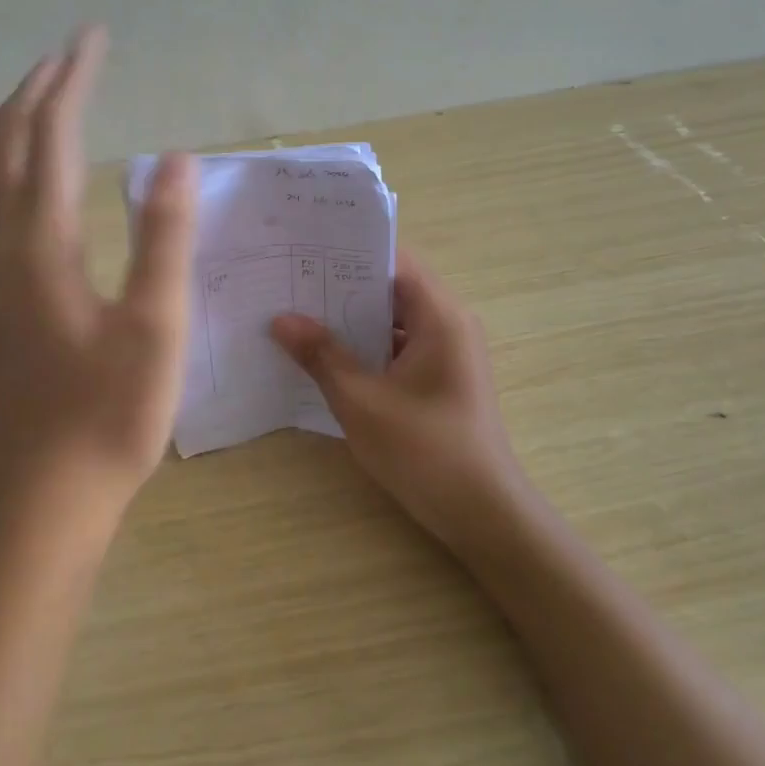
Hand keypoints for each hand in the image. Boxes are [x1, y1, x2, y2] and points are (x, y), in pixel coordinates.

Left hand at [0, 26, 195, 531]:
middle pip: (2, 146)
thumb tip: (173, 159)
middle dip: (33, 92)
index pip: (51, 137)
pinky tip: (3, 182)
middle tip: (67, 56)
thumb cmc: (108, 417)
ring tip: (34, 102)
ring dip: (3, 128)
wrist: (36, 499)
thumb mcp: (156, 328)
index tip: (91, 38)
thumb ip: (164, 238)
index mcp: (39, 245)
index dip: (72, 81)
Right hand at [270, 250, 524, 553]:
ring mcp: (449, 353)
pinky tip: (329, 357)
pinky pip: (401, 347)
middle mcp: (450, 324)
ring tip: (300, 316)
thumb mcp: (361, 401)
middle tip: (291, 283)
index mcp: (440, 316)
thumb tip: (281, 319)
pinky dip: (369, 347)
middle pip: (392, 289)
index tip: (305, 252)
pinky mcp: (443, 378)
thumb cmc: (424, 450)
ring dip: (353, 320)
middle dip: (343, 287)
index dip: (350, 252)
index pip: (394, 261)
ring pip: (395, 321)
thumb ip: (321, 355)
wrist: (483, 513)